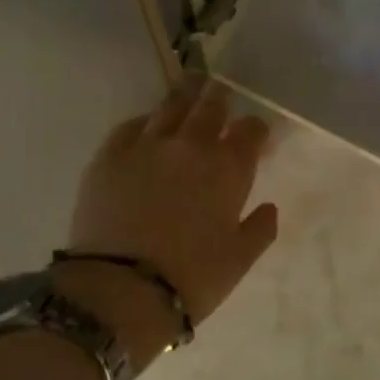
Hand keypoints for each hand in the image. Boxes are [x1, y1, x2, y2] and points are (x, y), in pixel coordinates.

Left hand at [64, 76, 277, 361]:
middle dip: (220, 97)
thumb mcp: (239, 261)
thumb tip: (270, 208)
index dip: (255, 130)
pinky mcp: (110, 154)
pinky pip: (132, 124)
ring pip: (171, 105)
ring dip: (186, 96)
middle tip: (220, 94)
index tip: (253, 138)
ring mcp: (147, 144)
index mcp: (228, 167)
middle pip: (211, 104)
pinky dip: (146, 122)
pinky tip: (147, 127)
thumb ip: (260, 229)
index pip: (251, 129)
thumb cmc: (191, 278)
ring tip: (190, 89)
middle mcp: (191, 144)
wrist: (120, 289)